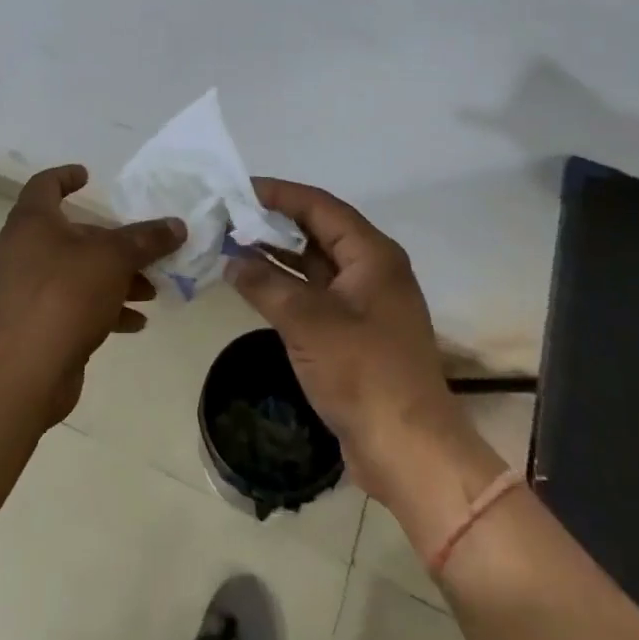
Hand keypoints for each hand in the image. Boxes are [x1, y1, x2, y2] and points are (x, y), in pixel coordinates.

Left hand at [0, 164, 183, 426]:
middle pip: (71, 234)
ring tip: (150, 291)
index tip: (89, 176)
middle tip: (144, 249)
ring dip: (114, 278)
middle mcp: (23, 250)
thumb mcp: (114, 258)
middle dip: (112, 242)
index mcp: (32, 222)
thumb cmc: (66, 294)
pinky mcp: (34, 323)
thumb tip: (176, 225)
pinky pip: (72, 304)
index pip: (45, 185)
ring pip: (76, 272)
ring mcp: (25, 289)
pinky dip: (102, 308)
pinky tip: (136, 322)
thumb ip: (146, 239)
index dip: (66, 176)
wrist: (26, 370)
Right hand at [231, 179, 472, 504]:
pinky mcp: (354, 332)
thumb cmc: (363, 372)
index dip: (278, 193)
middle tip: (229, 216)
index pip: (320, 206)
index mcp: (372, 254)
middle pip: (318, 230)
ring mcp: (364, 302)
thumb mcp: (307, 322)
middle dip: (274, 222)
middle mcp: (372, 269)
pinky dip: (285, 285)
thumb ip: (265, 284)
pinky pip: (315, 293)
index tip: (238, 189)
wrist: (409, 450)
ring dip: (277, 253)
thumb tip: (231, 260)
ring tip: (232, 243)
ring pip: (314, 263)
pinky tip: (253, 284)